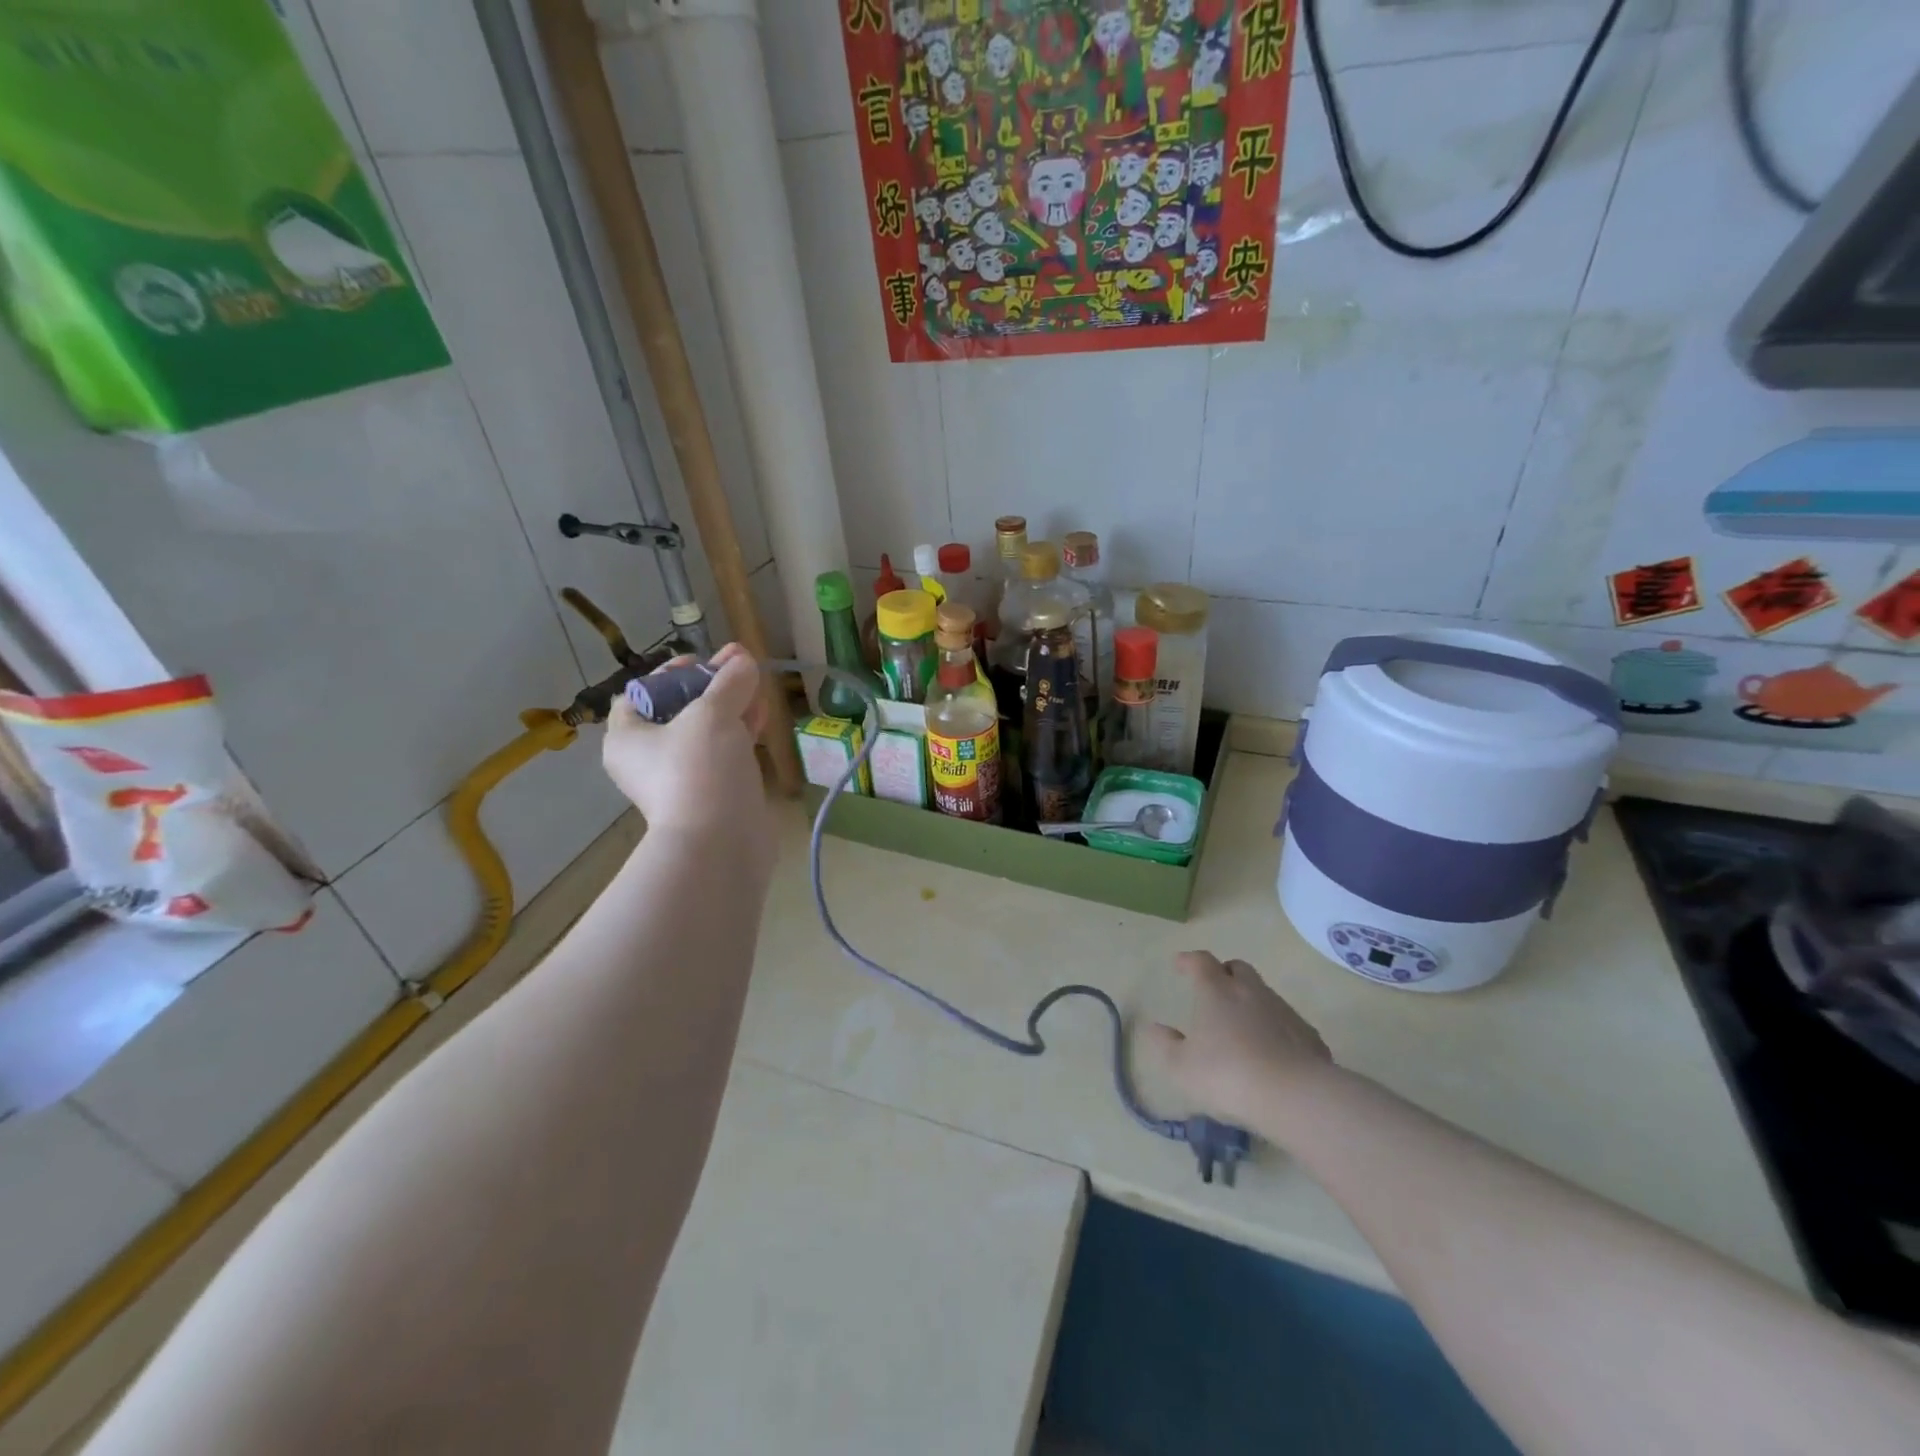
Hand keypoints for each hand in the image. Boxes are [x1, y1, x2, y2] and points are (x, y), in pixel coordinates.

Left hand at [602, 643, 775, 871]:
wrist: (720, 843)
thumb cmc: (700, 770)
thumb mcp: (712, 714)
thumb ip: (729, 682)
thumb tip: (743, 659)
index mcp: (629, 737)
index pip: (641, 693)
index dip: (671, 673)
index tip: (703, 663)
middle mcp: (649, 758)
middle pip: (679, 710)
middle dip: (712, 687)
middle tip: (740, 668)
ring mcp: (683, 778)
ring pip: (707, 732)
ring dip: (732, 708)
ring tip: (759, 687)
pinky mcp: (714, 792)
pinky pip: (725, 754)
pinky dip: (741, 733)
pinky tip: (763, 717)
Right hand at [1145, 952, 1332, 1126]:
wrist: (1295, 1096)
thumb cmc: (1227, 1075)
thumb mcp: (1181, 1067)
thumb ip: (1165, 1045)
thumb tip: (1154, 1028)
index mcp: (1216, 992)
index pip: (1200, 962)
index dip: (1189, 960)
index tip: (1180, 964)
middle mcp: (1250, 991)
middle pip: (1238, 968)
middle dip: (1224, 973)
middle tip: (1214, 990)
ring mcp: (1283, 1010)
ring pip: (1264, 993)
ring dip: (1250, 1000)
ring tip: (1242, 1026)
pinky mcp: (1308, 1034)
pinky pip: (1286, 1022)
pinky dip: (1275, 1027)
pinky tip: (1272, 1051)